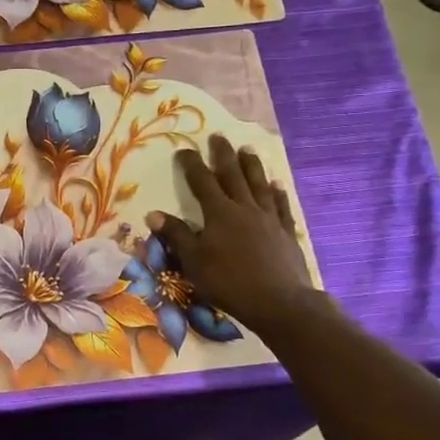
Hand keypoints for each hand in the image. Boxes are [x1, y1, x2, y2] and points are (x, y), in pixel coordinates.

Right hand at [149, 135, 315, 332]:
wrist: (279, 302)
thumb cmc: (229, 282)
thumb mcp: (194, 261)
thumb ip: (177, 235)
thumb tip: (154, 214)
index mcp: (219, 213)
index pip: (201, 181)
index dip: (191, 165)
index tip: (184, 150)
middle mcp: (244, 208)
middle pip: (232, 175)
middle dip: (223, 155)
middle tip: (219, 136)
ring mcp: (268, 218)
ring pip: (258, 184)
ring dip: (252, 166)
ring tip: (248, 150)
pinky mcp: (286, 232)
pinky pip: (281, 205)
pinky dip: (277, 192)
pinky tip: (276, 184)